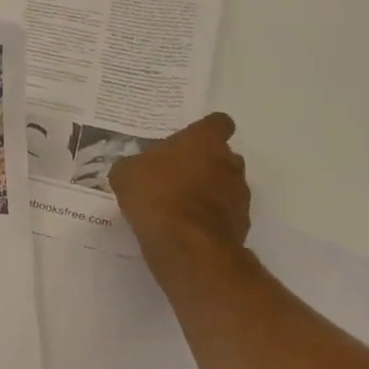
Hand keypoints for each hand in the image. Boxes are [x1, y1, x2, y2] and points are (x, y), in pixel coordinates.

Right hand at [107, 113, 251, 269]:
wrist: (185, 245)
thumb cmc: (155, 195)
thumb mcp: (126, 174)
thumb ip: (134, 165)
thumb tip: (134, 169)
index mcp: (204, 141)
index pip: (218, 123)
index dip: (205, 131)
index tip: (189, 141)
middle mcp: (229, 162)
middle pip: (224, 156)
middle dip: (205, 164)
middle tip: (177, 175)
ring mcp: (239, 195)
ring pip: (227, 186)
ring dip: (210, 192)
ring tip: (180, 207)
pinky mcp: (242, 225)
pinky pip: (226, 215)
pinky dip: (211, 219)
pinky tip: (187, 229)